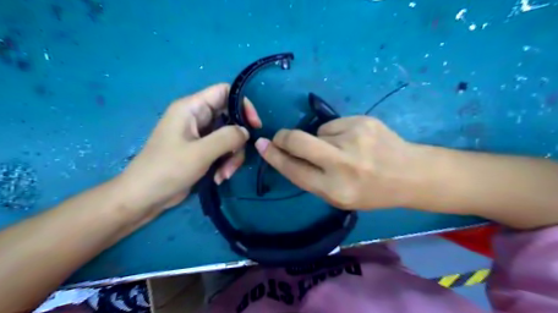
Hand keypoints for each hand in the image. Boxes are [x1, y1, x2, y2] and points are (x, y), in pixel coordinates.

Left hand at [115, 83, 261, 212]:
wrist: (145, 197)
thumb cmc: (167, 169)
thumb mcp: (200, 152)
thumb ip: (227, 137)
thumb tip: (246, 132)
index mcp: (191, 108)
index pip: (224, 92)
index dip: (243, 105)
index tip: (254, 125)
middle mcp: (197, 118)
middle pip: (230, 119)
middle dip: (237, 141)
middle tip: (235, 159)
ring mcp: (200, 135)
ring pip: (229, 138)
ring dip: (232, 157)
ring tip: (224, 175)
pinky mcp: (201, 150)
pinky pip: (223, 150)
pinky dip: (225, 163)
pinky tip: (218, 177)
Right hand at [254, 116, 420, 210]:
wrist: (410, 174)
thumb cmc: (371, 192)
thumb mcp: (339, 197)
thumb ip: (313, 178)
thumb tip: (288, 154)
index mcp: (335, 190)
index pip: (293, 170)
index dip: (274, 156)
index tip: (262, 145)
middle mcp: (342, 164)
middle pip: (298, 141)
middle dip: (283, 137)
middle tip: (280, 137)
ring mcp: (354, 138)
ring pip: (317, 132)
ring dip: (320, 140)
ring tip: (342, 150)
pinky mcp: (362, 121)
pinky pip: (334, 125)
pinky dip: (336, 133)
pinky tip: (353, 141)